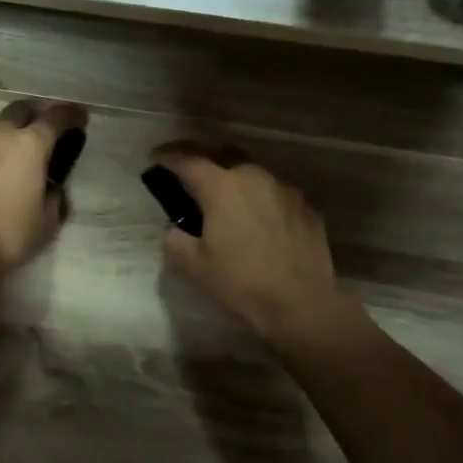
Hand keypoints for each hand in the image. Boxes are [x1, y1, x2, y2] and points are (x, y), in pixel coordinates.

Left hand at [0, 100, 87, 280]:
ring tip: (17, 158)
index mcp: (30, 144)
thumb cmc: (10, 234)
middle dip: (36, 115)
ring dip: (10, 136)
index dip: (71, 115)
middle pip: (21, 110)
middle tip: (45, 132)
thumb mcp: (48, 219)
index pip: (56, 117)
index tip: (80, 118)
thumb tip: (50, 186)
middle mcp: (0, 135)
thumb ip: (54, 194)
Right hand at [150, 147, 351, 347]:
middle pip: (223, 158)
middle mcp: (254, 177)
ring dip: (237, 184)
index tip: (155, 159)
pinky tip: (261, 224)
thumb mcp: (194, 266)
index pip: (188, 161)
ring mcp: (285, 189)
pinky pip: (277, 195)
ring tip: (229, 203)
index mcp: (221, 187)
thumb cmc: (240, 283)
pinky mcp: (307, 207)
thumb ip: (175, 240)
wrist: (301, 305)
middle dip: (205, 165)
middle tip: (192, 180)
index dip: (168, 158)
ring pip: (253, 176)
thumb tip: (174, 229)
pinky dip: (262, 202)